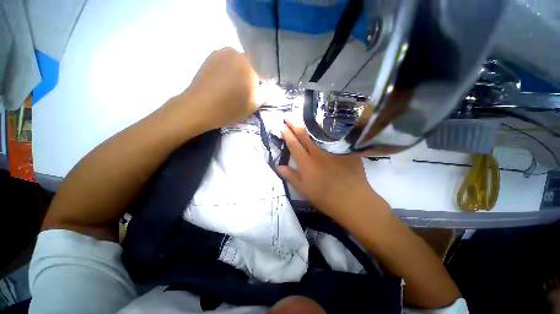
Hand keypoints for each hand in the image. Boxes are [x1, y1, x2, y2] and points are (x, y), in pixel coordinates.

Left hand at [176, 47, 259, 129]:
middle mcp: (236, 53)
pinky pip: (226, 62)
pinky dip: (229, 70)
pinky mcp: (210, 56)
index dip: (263, 83)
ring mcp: (221, 52)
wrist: (198, 108)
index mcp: (250, 64)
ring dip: (240, 73)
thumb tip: (272, 87)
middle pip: (251, 64)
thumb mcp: (253, 105)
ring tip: (233, 88)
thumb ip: (266, 94)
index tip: (258, 93)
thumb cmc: (229, 108)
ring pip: (238, 62)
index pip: (264, 70)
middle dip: (251, 76)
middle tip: (245, 91)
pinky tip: (223, 83)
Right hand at [277, 120, 389, 225]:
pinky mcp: (345, 149)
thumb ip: (291, 176)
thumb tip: (278, 166)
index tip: (282, 127)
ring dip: (309, 123)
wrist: (353, 200)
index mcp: (307, 163)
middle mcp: (318, 153)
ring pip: (319, 132)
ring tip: (304, 116)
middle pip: (304, 134)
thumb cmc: (326, 197)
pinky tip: (325, 124)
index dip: (287, 134)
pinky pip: (335, 135)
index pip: (294, 144)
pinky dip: (328, 128)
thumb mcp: (304, 190)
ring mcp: (332, 150)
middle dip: (294, 124)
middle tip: (288, 117)